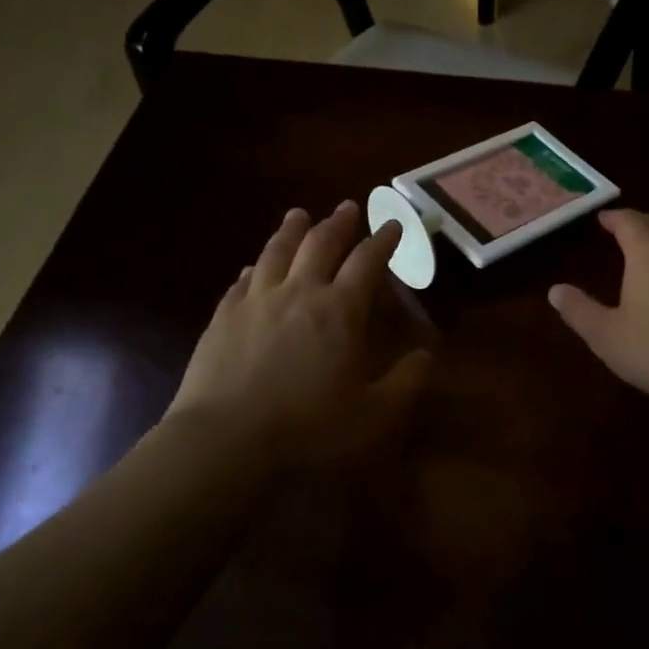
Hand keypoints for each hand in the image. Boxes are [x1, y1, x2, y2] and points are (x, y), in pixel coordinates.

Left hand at [168, 202, 431, 464]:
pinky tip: (253, 267)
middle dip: (338, 223)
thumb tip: (425, 355)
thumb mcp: (373, 415)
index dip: (383, 240)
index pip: (367, 262)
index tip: (393, 224)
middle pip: (320, 244)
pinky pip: (242, 281)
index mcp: (340, 311)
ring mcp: (256, 301)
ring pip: (276, 252)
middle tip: (347, 207)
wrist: (225, 441)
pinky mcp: (223, 317)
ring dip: (292, 230)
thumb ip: (405, 382)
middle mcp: (299, 292)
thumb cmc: (309, 429)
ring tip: (299, 215)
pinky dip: (254, 267)